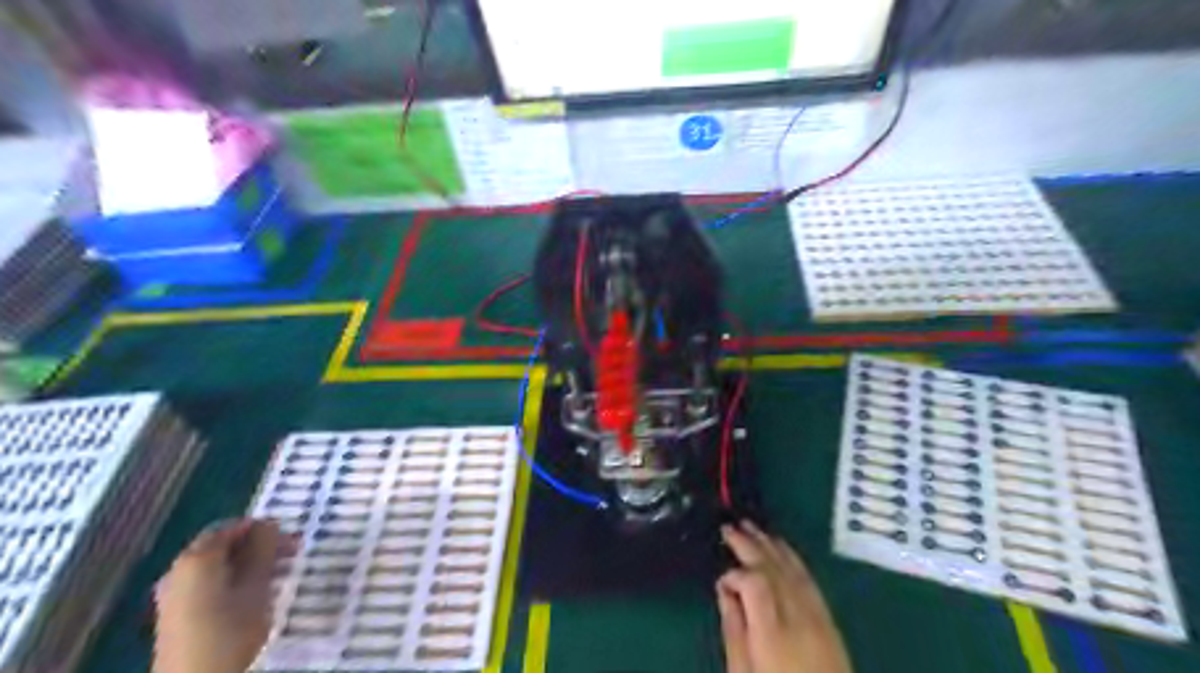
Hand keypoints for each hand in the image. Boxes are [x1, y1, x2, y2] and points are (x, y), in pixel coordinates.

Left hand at [153, 517, 290, 672]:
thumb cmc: (229, 630)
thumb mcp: (256, 586)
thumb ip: (263, 550)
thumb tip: (270, 523)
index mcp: (196, 559)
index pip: (231, 526)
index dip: (263, 526)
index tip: (290, 535)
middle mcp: (179, 569)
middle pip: (222, 545)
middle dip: (259, 544)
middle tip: (291, 551)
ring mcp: (174, 593)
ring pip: (218, 564)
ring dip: (250, 562)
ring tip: (280, 571)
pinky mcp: (177, 613)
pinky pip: (210, 582)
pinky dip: (235, 578)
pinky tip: (257, 590)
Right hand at [715, 522, 847, 672]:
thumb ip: (733, 628)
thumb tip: (725, 590)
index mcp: (773, 633)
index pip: (754, 581)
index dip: (735, 573)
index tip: (721, 580)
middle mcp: (799, 618)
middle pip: (774, 569)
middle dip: (750, 545)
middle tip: (729, 527)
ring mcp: (818, 618)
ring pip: (794, 569)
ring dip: (772, 545)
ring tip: (753, 528)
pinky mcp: (829, 623)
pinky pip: (809, 580)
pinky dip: (793, 560)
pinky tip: (783, 551)